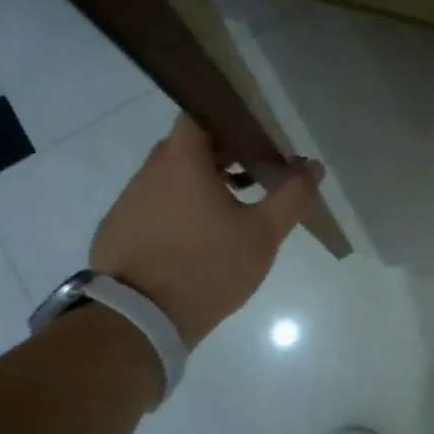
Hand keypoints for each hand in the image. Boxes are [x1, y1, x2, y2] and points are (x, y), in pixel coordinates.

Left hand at [90, 115, 323, 348]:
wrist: (138, 321)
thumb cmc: (207, 267)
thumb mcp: (262, 234)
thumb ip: (291, 196)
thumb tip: (313, 167)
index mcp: (182, 160)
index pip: (201, 112)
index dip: (232, 117)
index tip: (260, 134)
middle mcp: (150, 171)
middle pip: (190, 145)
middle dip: (226, 153)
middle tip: (260, 171)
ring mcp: (130, 200)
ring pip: (173, 177)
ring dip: (204, 182)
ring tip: (237, 208)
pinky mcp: (120, 229)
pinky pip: (157, 204)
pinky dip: (182, 208)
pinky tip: (203, 238)